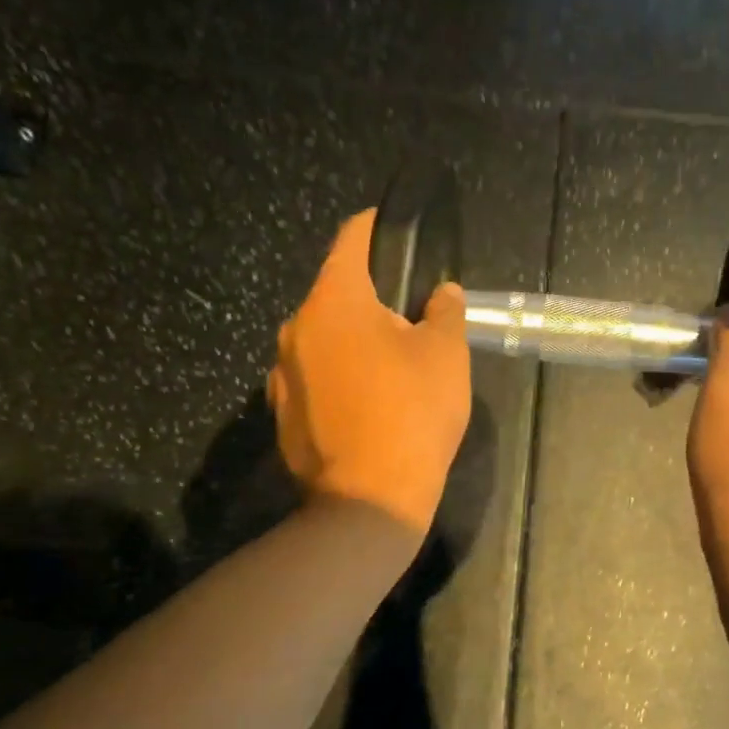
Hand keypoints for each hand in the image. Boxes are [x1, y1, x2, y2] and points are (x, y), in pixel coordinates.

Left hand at [269, 209, 471, 536]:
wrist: (369, 501)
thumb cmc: (412, 413)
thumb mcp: (447, 354)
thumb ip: (445, 311)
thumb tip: (442, 293)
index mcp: (335, 301)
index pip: (351, 239)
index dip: (375, 227)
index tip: (395, 229)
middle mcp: (297, 327)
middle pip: (337, 292)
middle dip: (372, 297)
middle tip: (411, 318)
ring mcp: (282, 372)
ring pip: (324, 336)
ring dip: (354, 338)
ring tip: (391, 365)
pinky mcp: (281, 411)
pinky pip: (314, 375)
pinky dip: (338, 375)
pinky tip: (367, 402)